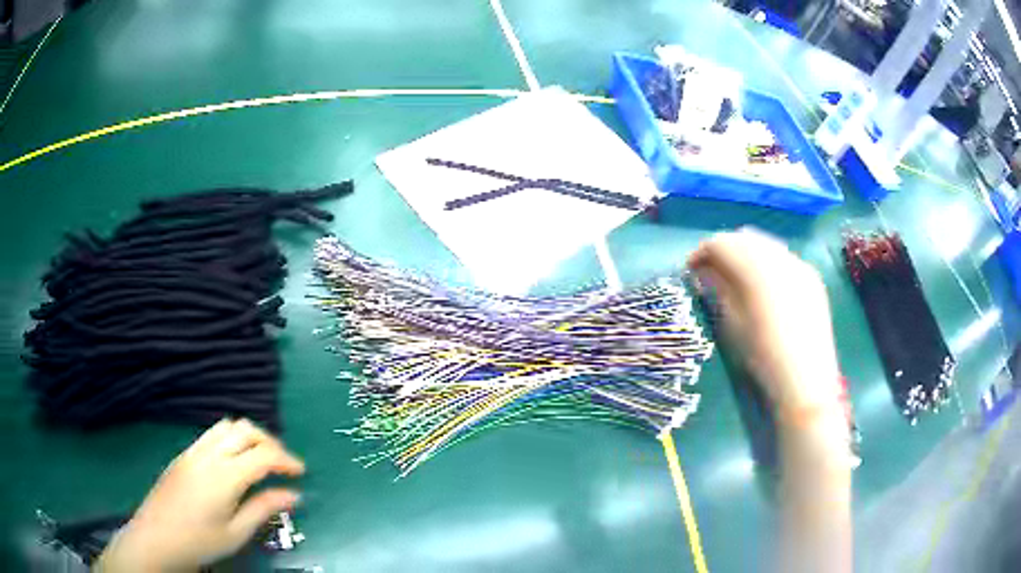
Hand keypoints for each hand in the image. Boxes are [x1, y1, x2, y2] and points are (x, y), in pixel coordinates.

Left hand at [96, 419, 304, 571]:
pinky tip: (234, 462)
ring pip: (226, 426)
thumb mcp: (236, 533)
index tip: (301, 473)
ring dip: (249, 436)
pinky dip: (231, 439)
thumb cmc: (199, 541)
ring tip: (260, 460)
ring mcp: (193, 451)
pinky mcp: (184, 454)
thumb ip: (264, 509)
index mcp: (224, 476)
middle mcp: (208, 454)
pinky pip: (212, 434)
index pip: (262, 454)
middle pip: (244, 430)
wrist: (156, 537)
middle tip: (283, 466)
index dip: (286, 460)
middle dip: (269, 442)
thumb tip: (294, 495)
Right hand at [687, 228, 841, 414]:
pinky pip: (784, 259)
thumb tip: (703, 272)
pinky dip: (768, 264)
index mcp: (755, 267)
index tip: (690, 270)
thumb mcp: (731, 324)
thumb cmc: (761, 357)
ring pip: (766, 245)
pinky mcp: (812, 278)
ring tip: (737, 279)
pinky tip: (765, 287)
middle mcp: (779, 256)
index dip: (701, 253)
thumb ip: (717, 290)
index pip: (720, 244)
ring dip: (747, 255)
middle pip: (744, 238)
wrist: (804, 381)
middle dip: (725, 250)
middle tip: (712, 272)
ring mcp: (799, 265)